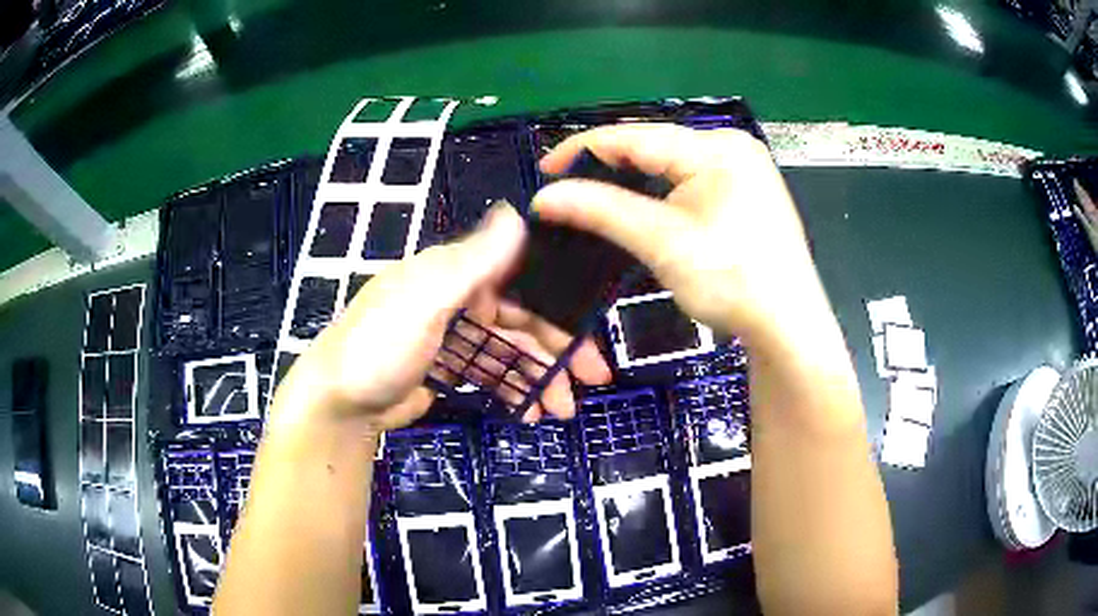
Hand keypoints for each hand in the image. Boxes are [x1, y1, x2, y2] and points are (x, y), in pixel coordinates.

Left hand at [270, 203, 611, 435]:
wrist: (337, 402)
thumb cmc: (378, 347)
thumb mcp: (424, 301)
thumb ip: (472, 262)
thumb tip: (516, 213)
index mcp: (453, 273)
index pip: (520, 281)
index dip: (559, 308)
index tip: (590, 336)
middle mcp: (456, 297)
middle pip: (520, 319)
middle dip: (558, 351)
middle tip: (592, 382)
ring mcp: (450, 334)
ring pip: (509, 350)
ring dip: (539, 377)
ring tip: (560, 412)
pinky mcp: (444, 367)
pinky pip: (489, 372)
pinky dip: (511, 389)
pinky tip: (528, 412)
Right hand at [534, 123, 829, 345]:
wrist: (788, 326)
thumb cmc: (733, 280)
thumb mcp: (663, 243)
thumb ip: (602, 211)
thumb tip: (544, 197)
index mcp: (716, 148)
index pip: (636, 136)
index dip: (584, 149)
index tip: (545, 169)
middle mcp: (732, 147)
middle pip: (655, 148)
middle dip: (608, 166)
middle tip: (567, 188)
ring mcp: (743, 169)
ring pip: (671, 165)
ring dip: (633, 180)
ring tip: (594, 197)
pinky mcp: (746, 192)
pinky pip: (690, 182)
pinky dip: (659, 193)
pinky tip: (640, 205)